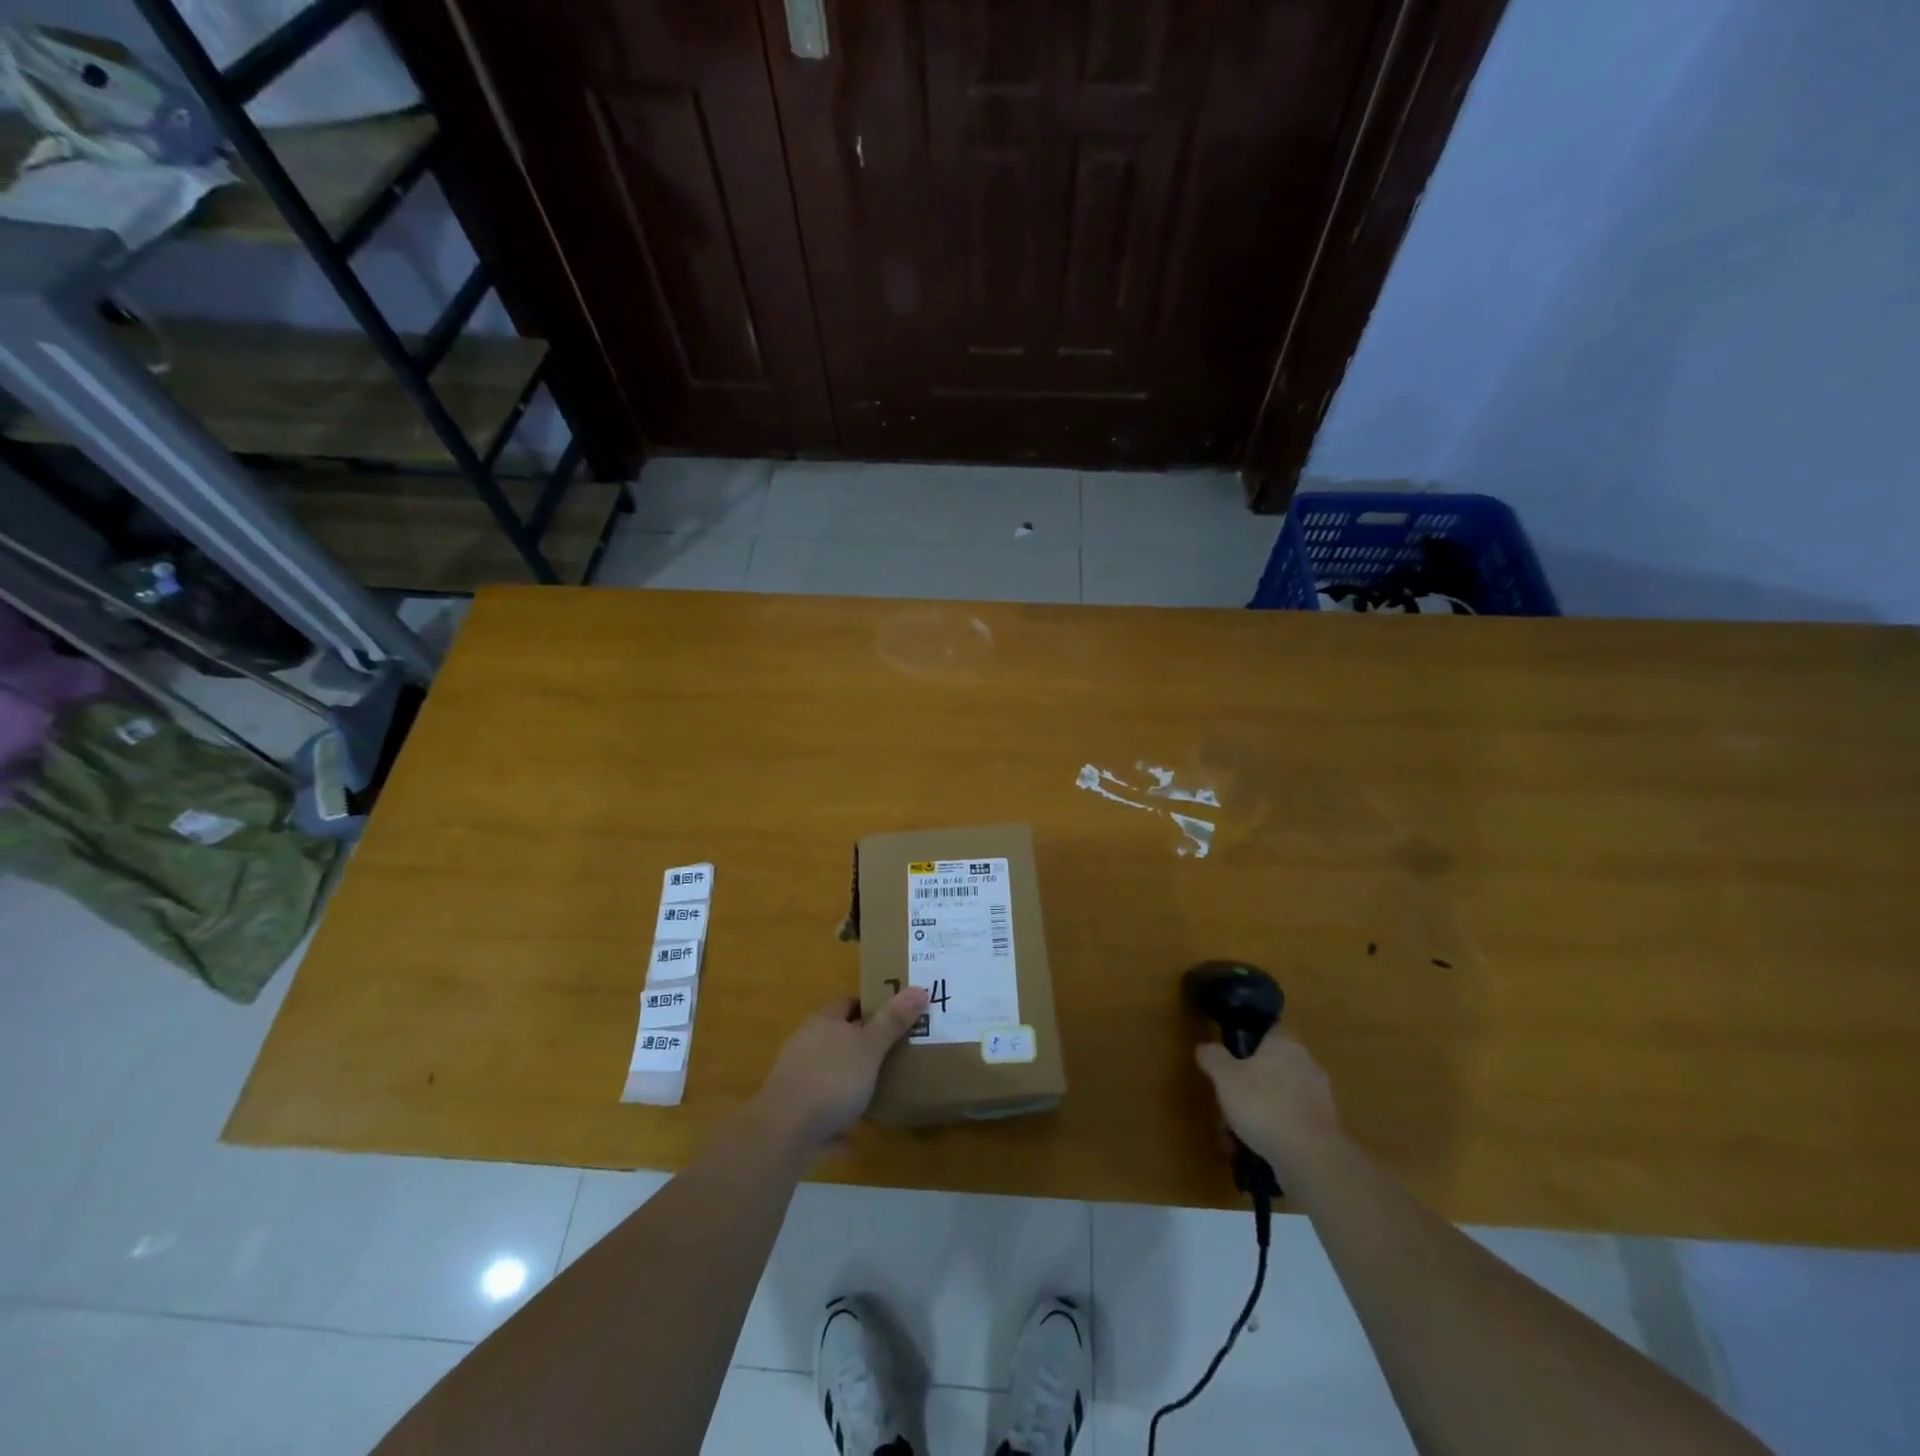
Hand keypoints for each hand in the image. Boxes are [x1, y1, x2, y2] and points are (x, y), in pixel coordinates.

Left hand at [755, 988, 929, 1150]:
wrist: (784, 1131)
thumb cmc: (832, 1079)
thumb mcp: (870, 1048)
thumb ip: (893, 1021)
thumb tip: (919, 988)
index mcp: (823, 1023)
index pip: (846, 1003)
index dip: (868, 1006)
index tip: (892, 1015)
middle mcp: (805, 1045)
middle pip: (834, 1037)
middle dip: (858, 1044)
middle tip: (890, 1053)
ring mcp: (794, 1079)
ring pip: (825, 1074)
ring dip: (845, 1082)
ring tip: (874, 1093)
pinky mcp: (790, 1113)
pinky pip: (819, 1113)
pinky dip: (835, 1122)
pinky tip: (854, 1139)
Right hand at [1195, 1029, 1341, 1180]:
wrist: (1311, 1159)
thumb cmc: (1263, 1105)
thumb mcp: (1224, 1077)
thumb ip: (1212, 1057)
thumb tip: (1205, 1048)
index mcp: (1286, 1043)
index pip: (1268, 1030)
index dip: (1247, 1040)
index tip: (1230, 1057)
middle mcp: (1307, 1064)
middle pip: (1270, 1068)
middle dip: (1246, 1086)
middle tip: (1226, 1103)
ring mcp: (1320, 1098)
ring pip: (1278, 1098)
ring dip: (1256, 1114)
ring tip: (1235, 1136)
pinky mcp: (1325, 1130)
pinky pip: (1291, 1123)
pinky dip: (1273, 1133)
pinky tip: (1255, 1150)